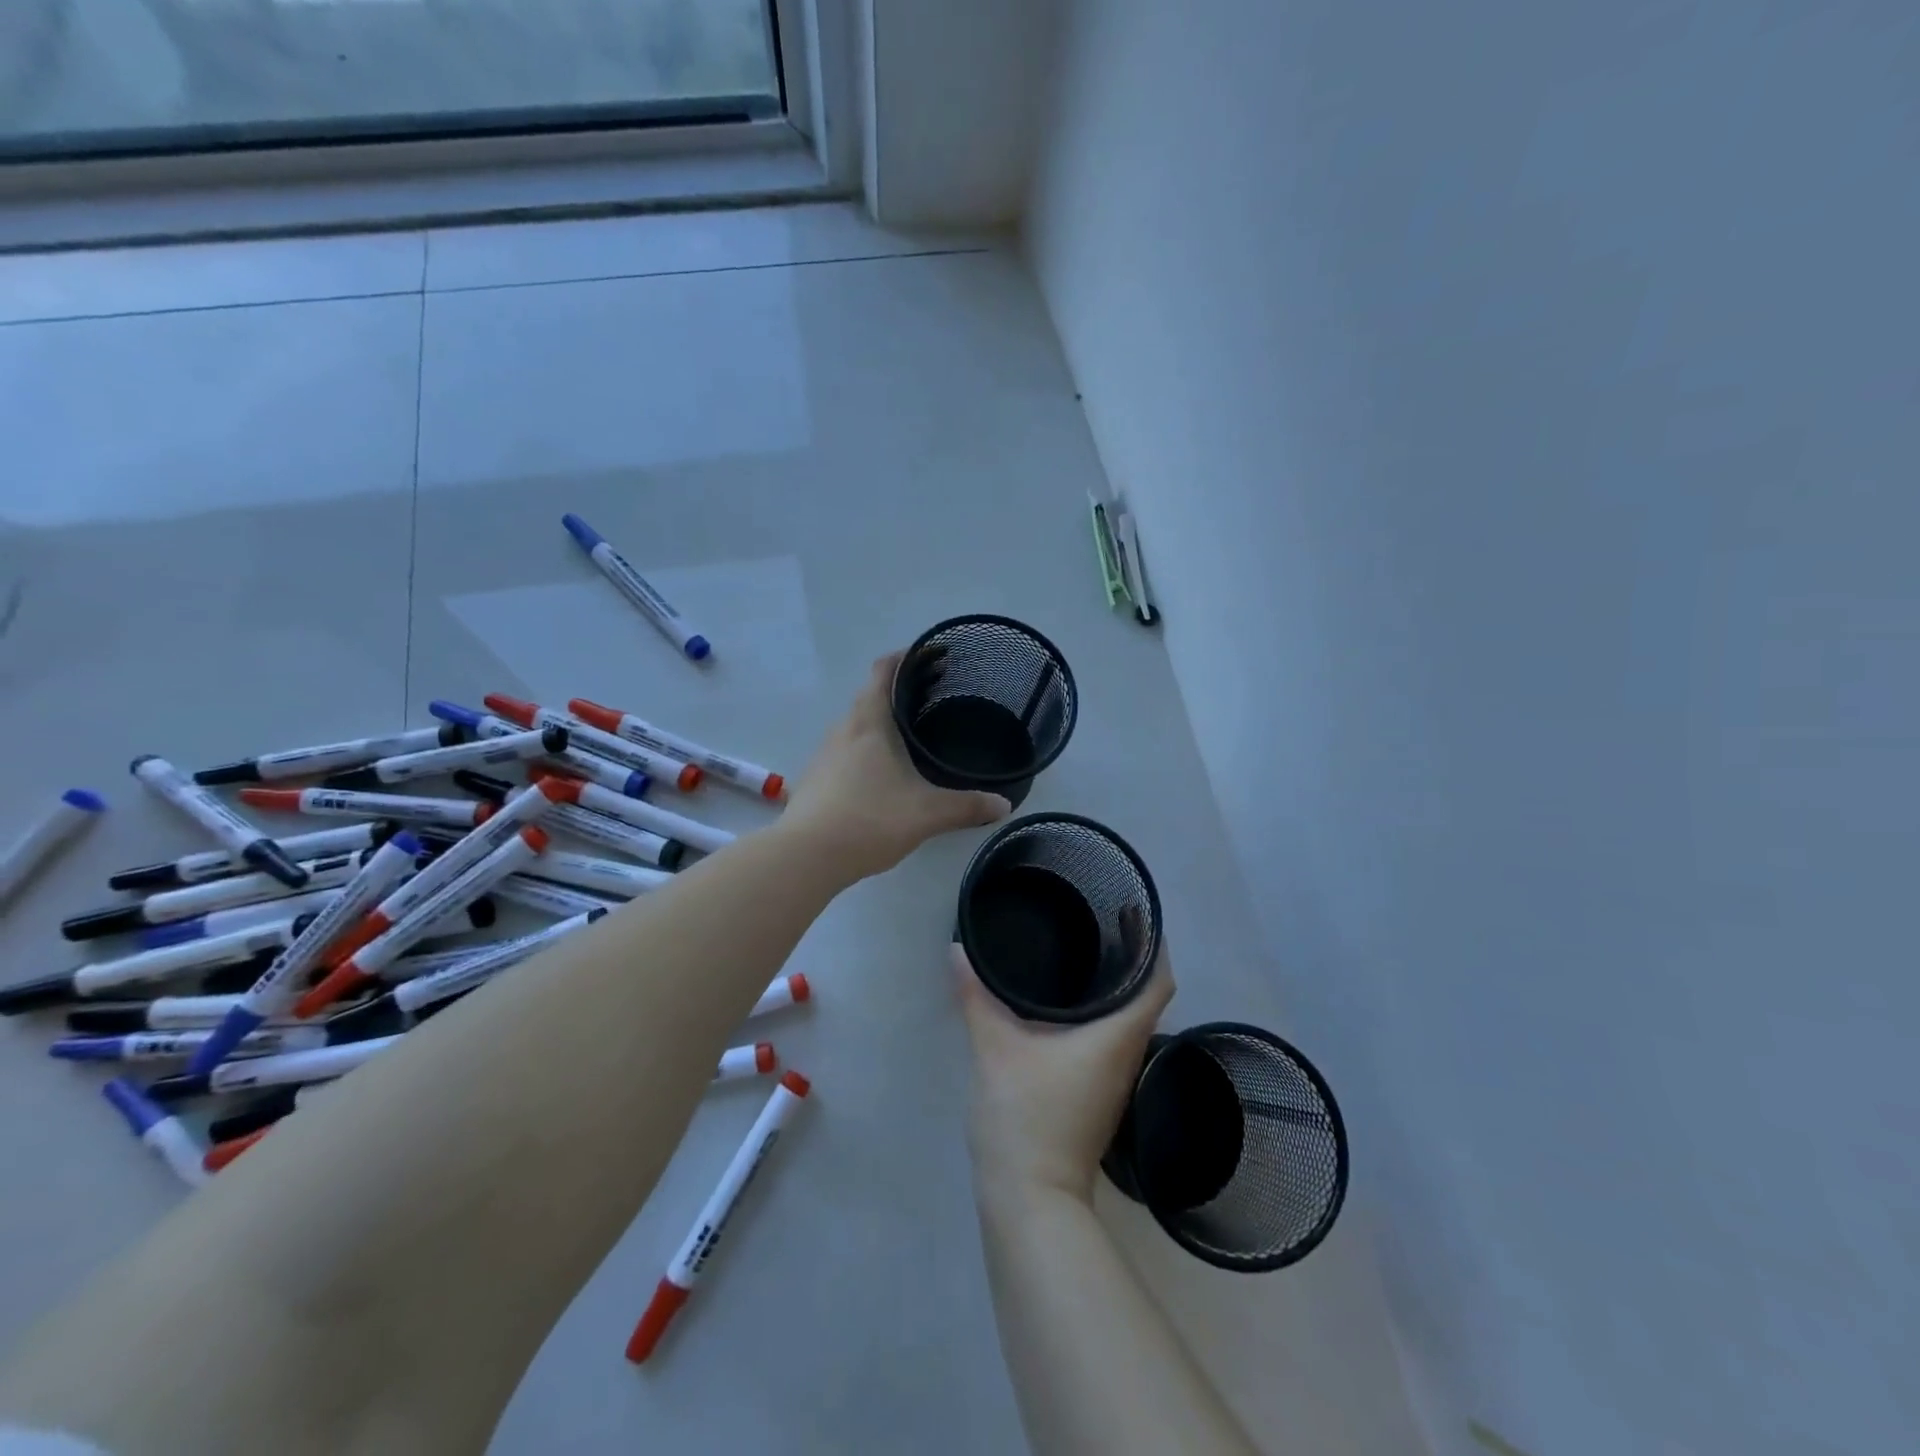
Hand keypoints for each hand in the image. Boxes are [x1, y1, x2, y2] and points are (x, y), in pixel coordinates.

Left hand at [781, 651, 1011, 881]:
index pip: (883, 670)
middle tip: (934, 699)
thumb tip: (1004, 805)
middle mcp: (843, 729)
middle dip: (899, 693)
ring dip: (881, 723)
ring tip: (911, 737)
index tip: (931, 657)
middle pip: (870, 696)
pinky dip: (866, 749)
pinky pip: (846, 751)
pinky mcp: (816, 779)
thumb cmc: (869, 820)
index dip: (905, 658)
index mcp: (869, 722)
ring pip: (857, 725)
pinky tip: (883, 774)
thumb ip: (967, 806)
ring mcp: (824, 754)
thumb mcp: (927, 813)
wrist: (806, 856)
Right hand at [954, 936, 1175, 1205]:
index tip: (1135, 914)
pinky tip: (1066, 1006)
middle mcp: (1127, 1056)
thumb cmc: (1025, 1116)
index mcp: (1117, 1037)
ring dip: (1116, 988)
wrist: (1030, 1200)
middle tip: (1101, 922)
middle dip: (1132, 959)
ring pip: (1128, 1021)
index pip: (1158, 983)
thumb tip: (957, 950)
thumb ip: (977, 997)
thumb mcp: (995, 1049)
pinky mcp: (1097, 1095)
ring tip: (1084, 953)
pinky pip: (1109, 1040)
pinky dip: (1099, 1014)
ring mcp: (1114, 1081)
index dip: (1154, 945)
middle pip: (1146, 999)